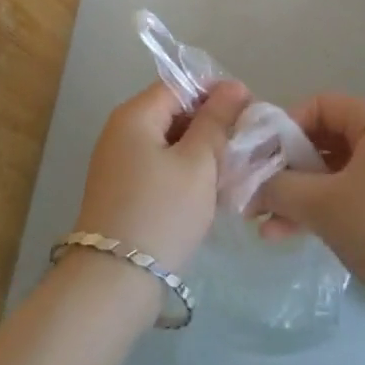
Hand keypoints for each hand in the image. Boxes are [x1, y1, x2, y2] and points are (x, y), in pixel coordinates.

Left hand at [71, 80, 248, 273]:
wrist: (115, 279)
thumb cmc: (162, 211)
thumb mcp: (198, 162)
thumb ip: (216, 120)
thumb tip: (233, 86)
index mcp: (135, 114)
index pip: (180, 85)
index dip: (216, 92)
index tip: (250, 109)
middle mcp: (121, 130)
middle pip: (173, 111)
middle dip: (210, 123)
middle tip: (245, 142)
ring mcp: (119, 162)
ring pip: (169, 141)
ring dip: (200, 150)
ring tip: (233, 167)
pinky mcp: (123, 189)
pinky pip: (159, 166)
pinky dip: (185, 171)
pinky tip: (210, 190)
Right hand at [256, 92, 364, 319]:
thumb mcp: (323, 206)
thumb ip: (280, 187)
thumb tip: (250, 182)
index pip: (321, 106)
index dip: (285, 128)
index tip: (260, 160)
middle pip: (326, 139)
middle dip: (287, 170)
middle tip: (255, 197)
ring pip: (335, 172)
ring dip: (299, 196)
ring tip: (264, 226)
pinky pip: (351, 193)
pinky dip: (323, 209)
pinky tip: (290, 234)